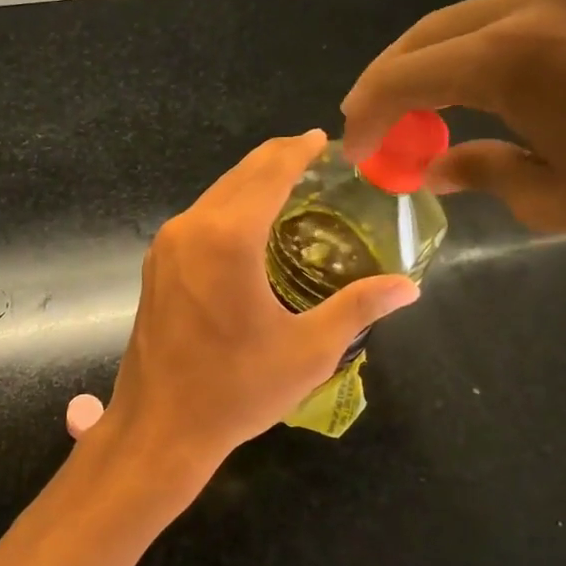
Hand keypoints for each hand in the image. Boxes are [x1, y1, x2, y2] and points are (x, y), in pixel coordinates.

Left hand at [92, 132, 418, 514]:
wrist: (160, 426)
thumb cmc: (236, 389)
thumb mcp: (308, 350)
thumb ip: (358, 307)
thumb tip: (409, 286)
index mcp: (227, 238)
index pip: (269, 172)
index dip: (298, 151)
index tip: (323, 139)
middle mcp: (190, 228)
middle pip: (239, 176)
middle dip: (276, 161)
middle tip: (315, 159)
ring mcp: (166, 247)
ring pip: (214, 196)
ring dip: (250, 184)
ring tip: (289, 187)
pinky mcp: (156, 266)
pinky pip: (198, 220)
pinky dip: (228, 209)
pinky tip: (250, 226)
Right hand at [339, 0, 565, 277]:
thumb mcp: (555, 198)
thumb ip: (481, 170)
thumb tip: (436, 166)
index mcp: (510, 56)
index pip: (402, 78)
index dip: (367, 116)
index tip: (354, 153)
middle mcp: (534, 7)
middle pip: (426, 39)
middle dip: (388, 85)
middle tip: (373, 131)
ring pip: (465, 23)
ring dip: (429, 67)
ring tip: (416, 114)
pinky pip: (509, 20)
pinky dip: (474, 54)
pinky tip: (474, 92)